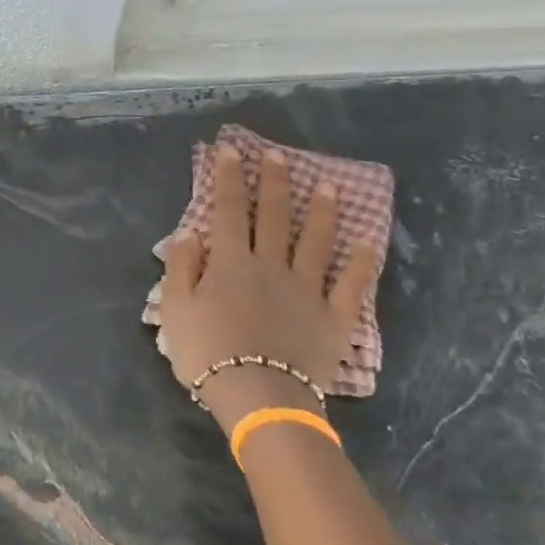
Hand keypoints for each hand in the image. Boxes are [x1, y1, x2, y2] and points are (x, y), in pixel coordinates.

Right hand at [158, 144, 376, 433]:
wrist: (258, 395)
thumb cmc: (207, 352)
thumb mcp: (175, 309)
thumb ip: (182, 268)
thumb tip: (191, 233)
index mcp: (230, 262)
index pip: (229, 210)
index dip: (230, 178)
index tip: (231, 150)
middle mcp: (271, 265)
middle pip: (274, 217)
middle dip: (275, 183)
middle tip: (278, 156)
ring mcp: (307, 289)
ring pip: (316, 241)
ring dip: (322, 211)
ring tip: (329, 185)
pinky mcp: (334, 316)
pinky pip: (351, 284)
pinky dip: (362, 262)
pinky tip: (369, 242)